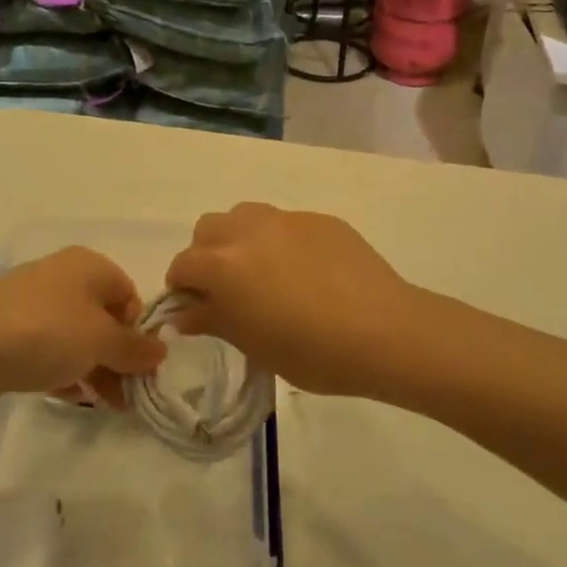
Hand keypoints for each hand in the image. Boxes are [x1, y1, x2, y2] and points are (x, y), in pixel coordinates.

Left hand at [0, 247, 165, 417]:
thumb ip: (135, 348)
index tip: (139, 370)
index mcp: (88, 265)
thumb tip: (160, 350)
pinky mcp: (7, 332)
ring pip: (75, 338)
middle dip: (118, 359)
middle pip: (103, 318)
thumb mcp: (101, 341)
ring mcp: (31, 304)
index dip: (138, 333)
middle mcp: (61, 277)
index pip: (129, 295)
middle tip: (125, 399)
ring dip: (93, 370)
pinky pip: (47, 350)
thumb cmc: (44, 334)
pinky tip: (67, 396)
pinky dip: (62, 371)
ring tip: (102, 406)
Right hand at [165, 203, 421, 398]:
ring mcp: (288, 219)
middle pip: (208, 228)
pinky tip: (305, 272)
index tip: (193, 309)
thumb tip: (184, 312)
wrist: (384, 331)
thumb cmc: (312, 351)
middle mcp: (249, 230)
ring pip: (245, 216)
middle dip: (206, 255)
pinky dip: (280, 242)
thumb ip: (214, 320)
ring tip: (262, 273)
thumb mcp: (254, 345)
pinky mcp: (321, 219)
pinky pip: (286, 223)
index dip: (181, 287)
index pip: (183, 264)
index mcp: (225, 263)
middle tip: (226, 289)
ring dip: (239, 239)